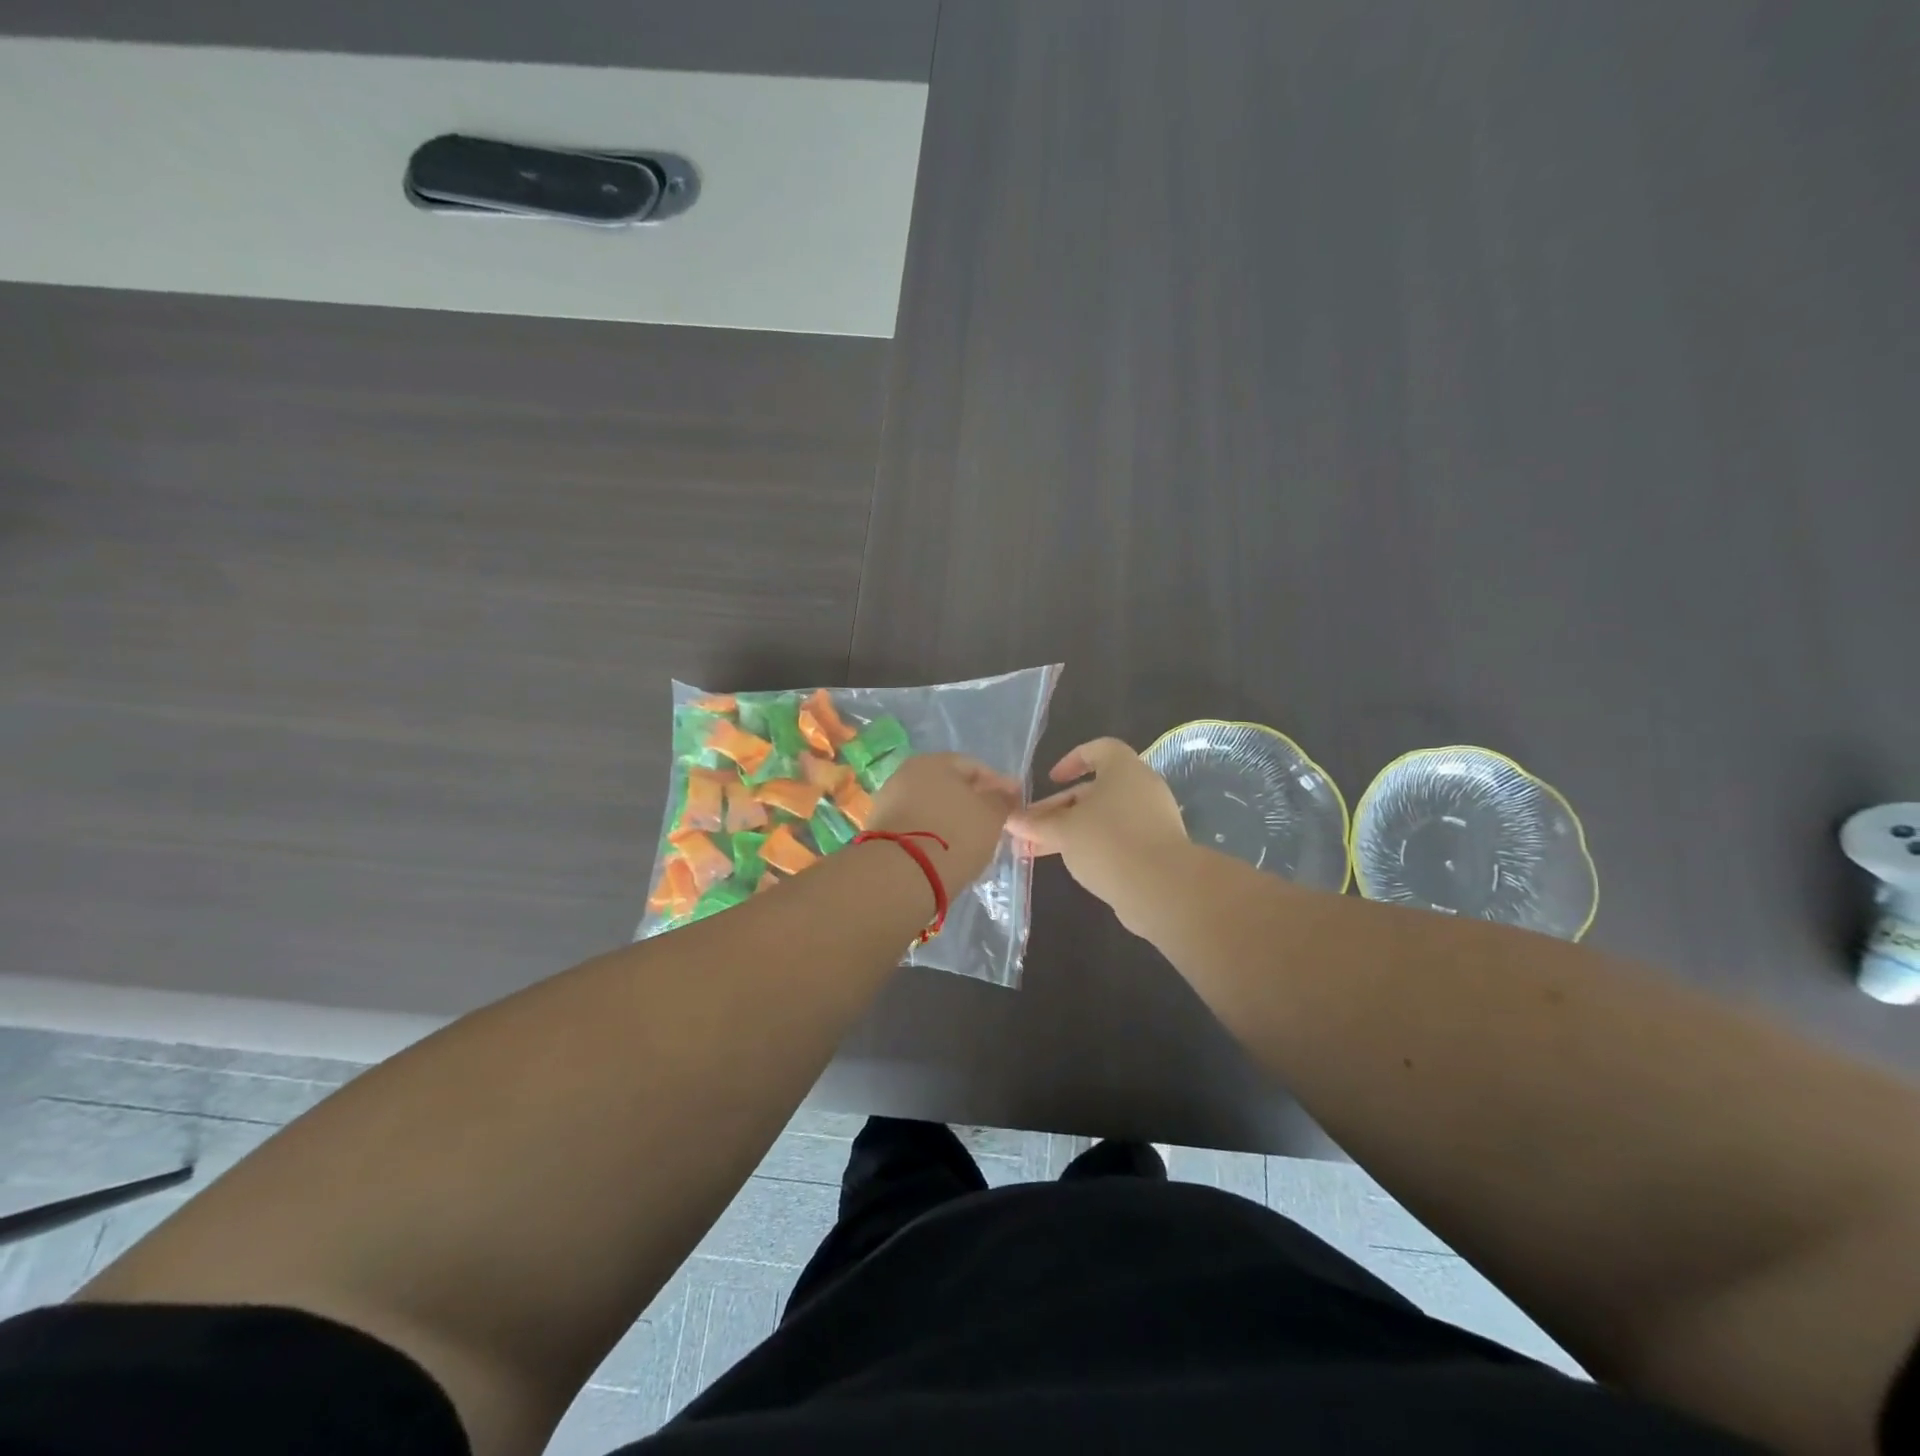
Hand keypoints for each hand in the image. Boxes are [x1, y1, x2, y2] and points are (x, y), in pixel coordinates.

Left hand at [866, 754, 1022, 897]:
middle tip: (990, 826)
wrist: (901, 874)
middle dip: (970, 803)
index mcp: (935, 761)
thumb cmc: (955, 835)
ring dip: (949, 820)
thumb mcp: (992, 816)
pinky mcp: (878, 829)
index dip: (997, 785)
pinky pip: (915, 826)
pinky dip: (931, 835)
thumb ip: (1002, 799)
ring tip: (967, 844)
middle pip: (949, 786)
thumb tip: (1007, 790)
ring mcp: (888, 800)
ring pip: (930, 807)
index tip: (1011, 806)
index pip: (974, 767)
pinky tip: (943, 853)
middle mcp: (907, 773)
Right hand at [1008, 738, 1188, 915]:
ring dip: (1071, 831)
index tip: (1051, 780)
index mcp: (1124, 769)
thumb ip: (1036, 824)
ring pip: (1103, 818)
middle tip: (1031, 829)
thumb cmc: (1108, 842)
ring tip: (1039, 851)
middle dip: (1059, 809)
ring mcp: (1153, 819)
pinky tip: (1072, 865)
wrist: (1162, 888)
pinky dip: (1094, 846)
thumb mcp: (1063, 830)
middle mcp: (1142, 788)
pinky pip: (1119, 838)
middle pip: (1095, 789)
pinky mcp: (1157, 849)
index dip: (1071, 760)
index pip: (1098, 749)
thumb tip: (1010, 820)